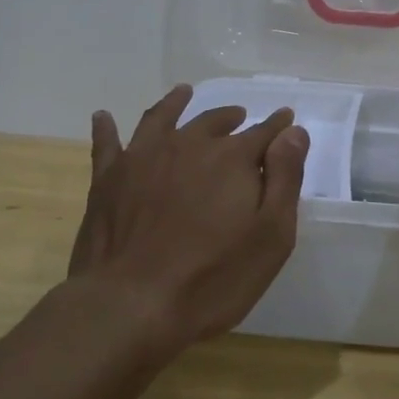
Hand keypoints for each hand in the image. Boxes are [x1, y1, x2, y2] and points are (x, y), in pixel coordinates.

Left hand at [67, 84, 310, 351]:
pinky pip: (107, 143)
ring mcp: (143, 159)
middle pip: (213, 122)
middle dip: (231, 118)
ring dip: (176, 104)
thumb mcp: (271, 236)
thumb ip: (285, 178)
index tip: (286, 119)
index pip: (262, 133)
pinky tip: (104, 117)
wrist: (130, 305)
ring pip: (163, 119)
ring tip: (184, 93)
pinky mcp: (108, 180)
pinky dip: (106, 127)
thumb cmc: (213, 278)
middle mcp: (188, 145)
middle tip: (240, 116)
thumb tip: (294, 131)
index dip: (277, 126)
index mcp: (231, 159)